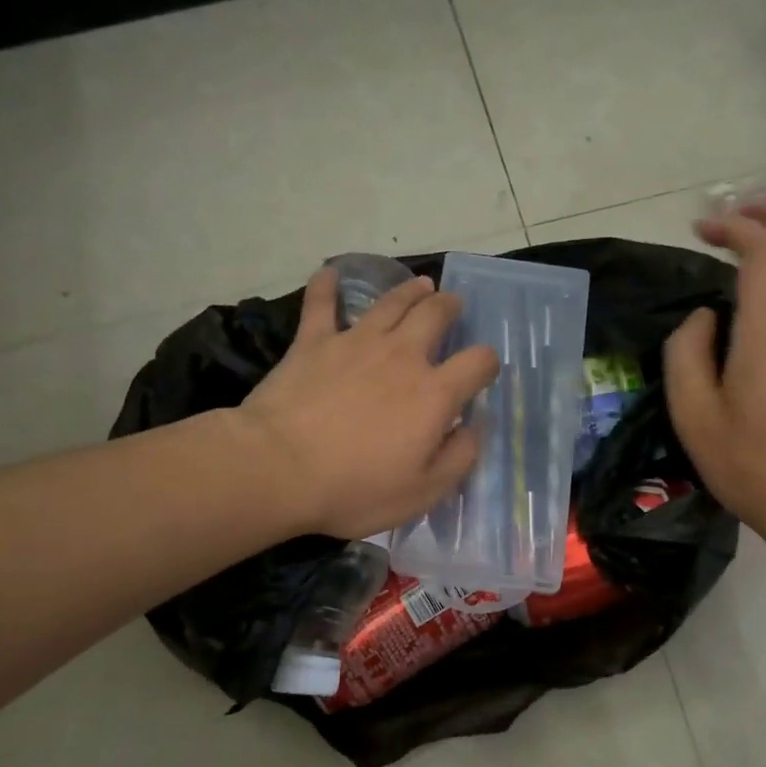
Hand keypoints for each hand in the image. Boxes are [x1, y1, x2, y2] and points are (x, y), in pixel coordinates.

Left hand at [236, 267, 499, 538]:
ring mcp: (356, 342)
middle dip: (450, 307)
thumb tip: (475, 426)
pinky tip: (328, 273)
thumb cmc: (355, 489)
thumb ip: (459, 457)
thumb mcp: (423, 493)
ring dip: (410, 291)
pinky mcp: (313, 342)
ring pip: (391, 302)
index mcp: (433, 393)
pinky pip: (321, 304)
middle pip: (435, 315)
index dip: (487, 362)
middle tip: (452, 305)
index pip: (477, 362)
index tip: (483, 369)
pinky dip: (326, 286)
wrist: (278, 469)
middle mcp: (401, 356)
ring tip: (421, 285)